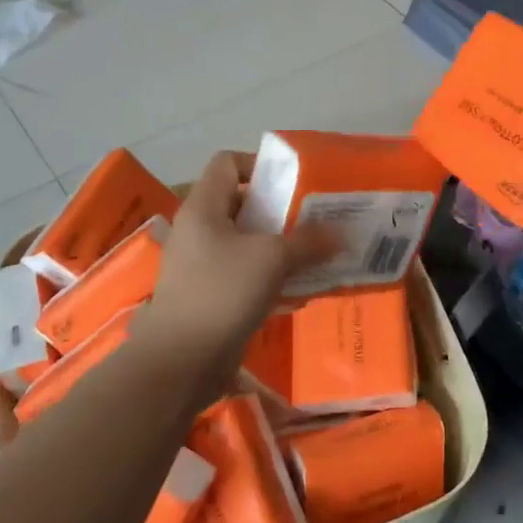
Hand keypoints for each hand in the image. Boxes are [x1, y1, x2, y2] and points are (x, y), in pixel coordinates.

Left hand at [138, 151, 334, 373]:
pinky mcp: (208, 294)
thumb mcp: (272, 259)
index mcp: (203, 207)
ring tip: (314, 255)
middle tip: (314, 220)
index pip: (228, 163)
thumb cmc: (222, 292)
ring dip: (278, 246)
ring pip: (245, 242)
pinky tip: (298, 290)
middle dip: (280, 210)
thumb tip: (342, 233)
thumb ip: (308, 241)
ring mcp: (200, 264)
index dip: (260, 165)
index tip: (294, 184)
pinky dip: (269, 276)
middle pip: (241, 203)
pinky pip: (243, 273)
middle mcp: (198, 229)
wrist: (180, 360)